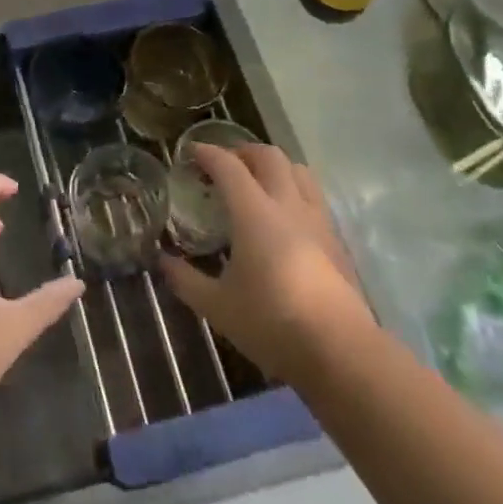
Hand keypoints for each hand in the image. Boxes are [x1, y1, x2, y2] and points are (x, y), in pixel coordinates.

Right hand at [160, 143, 369, 383]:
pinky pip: (314, 197)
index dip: (208, 153)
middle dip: (243, 152)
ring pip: (298, 171)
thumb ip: (185, 279)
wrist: (340, 352)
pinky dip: (294, 191)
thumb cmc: (272, 322)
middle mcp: (287, 205)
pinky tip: (284, 218)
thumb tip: (162, 261)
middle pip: (268, 156)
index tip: (191, 153)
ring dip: (274, 167)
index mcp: (254, 212)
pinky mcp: (336, 240)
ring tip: (257, 183)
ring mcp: (317, 220)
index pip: (228, 166)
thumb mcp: (217, 306)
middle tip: (224, 166)